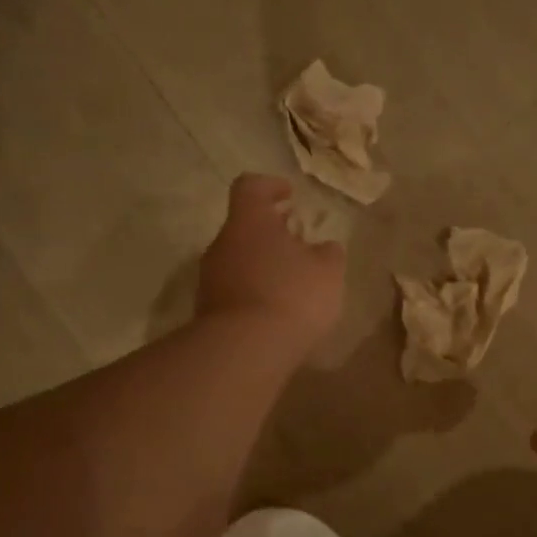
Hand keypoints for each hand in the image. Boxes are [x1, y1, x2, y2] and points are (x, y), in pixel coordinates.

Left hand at [197, 175, 345, 351]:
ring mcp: (210, 278)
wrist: (245, 350)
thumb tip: (324, 248)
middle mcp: (223, 244)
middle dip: (271, 233)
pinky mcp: (208, 311)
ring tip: (291, 282)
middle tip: (298, 243)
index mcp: (249, 221)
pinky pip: (234, 291)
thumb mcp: (328, 271)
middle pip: (244, 227)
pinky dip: (254, 293)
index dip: (271, 186)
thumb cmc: (292, 295)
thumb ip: (328, 253)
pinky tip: (276, 311)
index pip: (250, 187)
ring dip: (262, 265)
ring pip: (238, 260)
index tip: (290, 195)